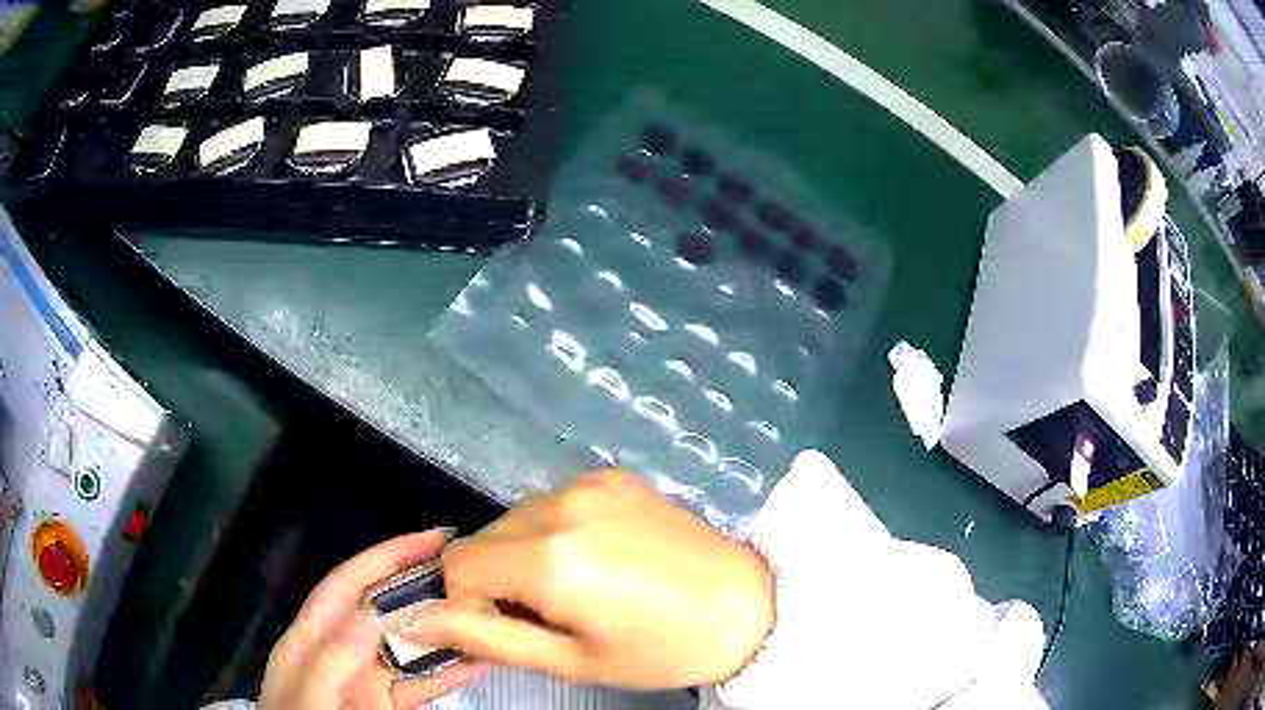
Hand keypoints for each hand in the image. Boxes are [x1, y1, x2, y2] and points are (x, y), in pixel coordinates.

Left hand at [259, 530, 482, 709]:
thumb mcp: (308, 696)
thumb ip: (332, 658)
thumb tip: (373, 611)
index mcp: (311, 636)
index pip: (349, 582)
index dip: (387, 556)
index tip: (434, 538)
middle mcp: (340, 649)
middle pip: (383, 608)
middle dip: (422, 587)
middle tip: (473, 575)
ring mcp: (365, 678)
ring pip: (407, 645)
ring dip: (442, 631)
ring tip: (484, 616)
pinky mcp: (385, 702)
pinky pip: (420, 682)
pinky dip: (448, 672)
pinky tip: (477, 664)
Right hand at [407, 471, 774, 689]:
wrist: (748, 606)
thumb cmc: (661, 650)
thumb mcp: (570, 660)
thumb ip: (485, 638)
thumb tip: (416, 621)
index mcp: (550, 557)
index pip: (458, 564)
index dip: (473, 602)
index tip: (514, 626)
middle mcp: (561, 503)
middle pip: (484, 538)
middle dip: (499, 578)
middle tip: (552, 614)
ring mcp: (589, 481)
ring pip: (514, 518)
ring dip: (525, 554)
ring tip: (580, 587)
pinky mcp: (612, 474)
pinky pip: (551, 502)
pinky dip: (555, 531)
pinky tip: (600, 557)